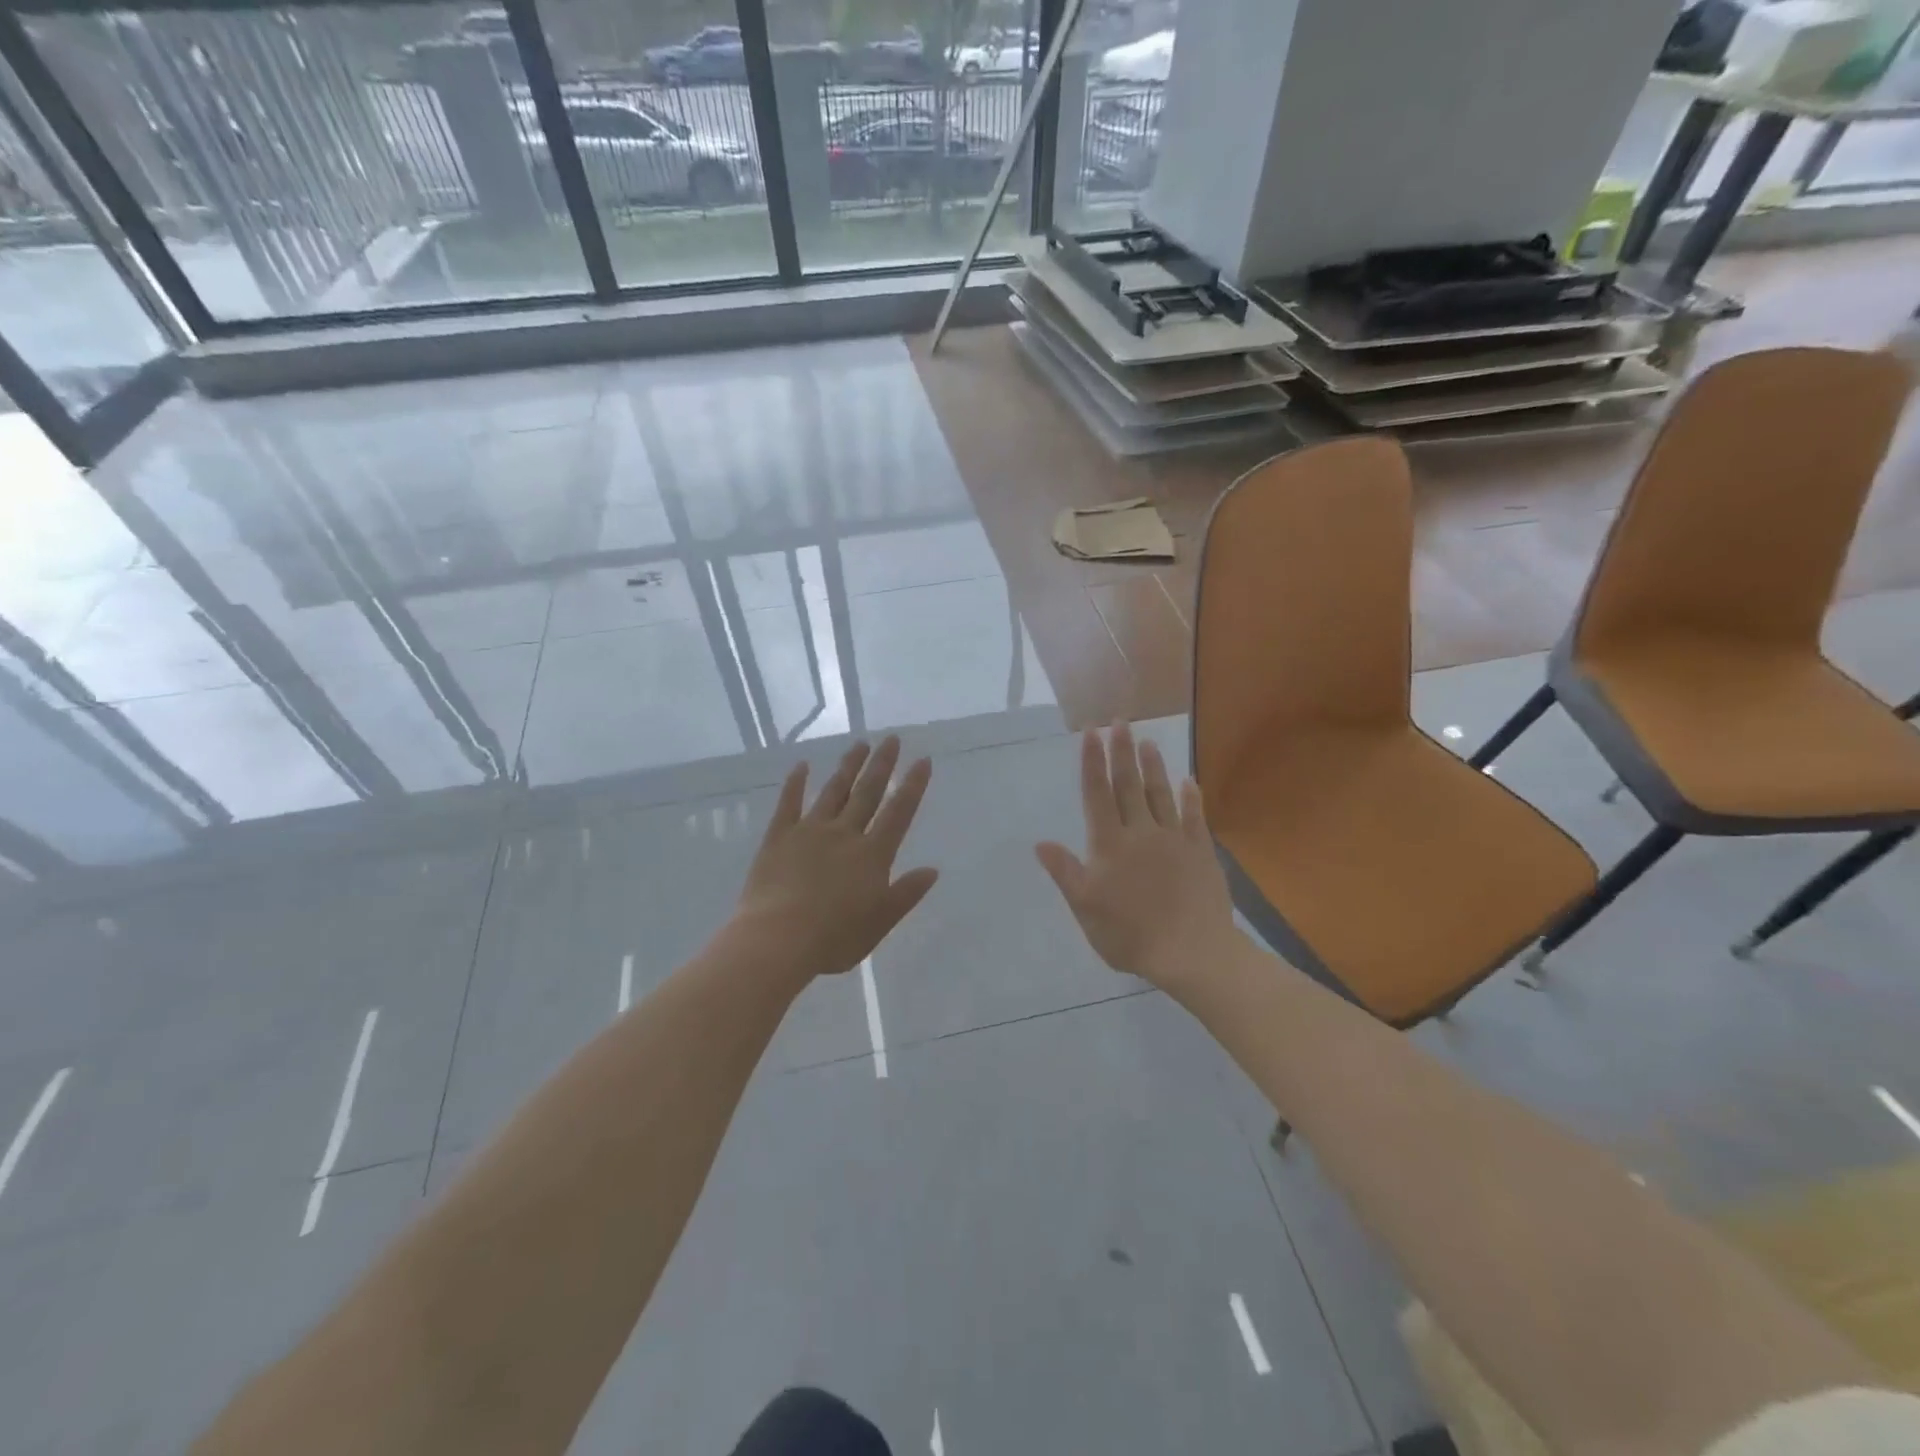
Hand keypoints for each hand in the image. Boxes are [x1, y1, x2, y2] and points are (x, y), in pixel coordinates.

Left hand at [734, 736, 937, 981]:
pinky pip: (789, 803)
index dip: (912, 786)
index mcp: (872, 855)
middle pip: (867, 792)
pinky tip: (802, 766)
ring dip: (848, 766)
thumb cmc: (833, 938)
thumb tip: (932, 870)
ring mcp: (810, 831)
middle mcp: (844, 834)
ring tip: (860, 744)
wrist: (777, 939)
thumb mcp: (879, 923)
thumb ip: (905, 894)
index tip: (922, 760)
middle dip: (882, 764)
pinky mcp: (779, 837)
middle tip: (891, 738)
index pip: (899, 813)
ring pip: (834, 791)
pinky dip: (796, 783)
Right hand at [1036, 724, 1237, 992]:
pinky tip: (1189, 782)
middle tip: (1119, 722)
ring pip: (1160, 795)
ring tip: (1148, 741)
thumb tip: (1040, 843)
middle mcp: (1140, 832)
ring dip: (1153, 766)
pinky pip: (1195, 817)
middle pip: (1128, 785)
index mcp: (1109, 845)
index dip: (1092, 763)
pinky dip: (1191, 798)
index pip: (1097, 795)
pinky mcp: (1200, 852)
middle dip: (1121, 752)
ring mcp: (1174, 839)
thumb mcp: (1086, 908)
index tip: (1090, 734)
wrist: (1191, 953)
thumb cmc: (1130, 934)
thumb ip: (1066, 872)